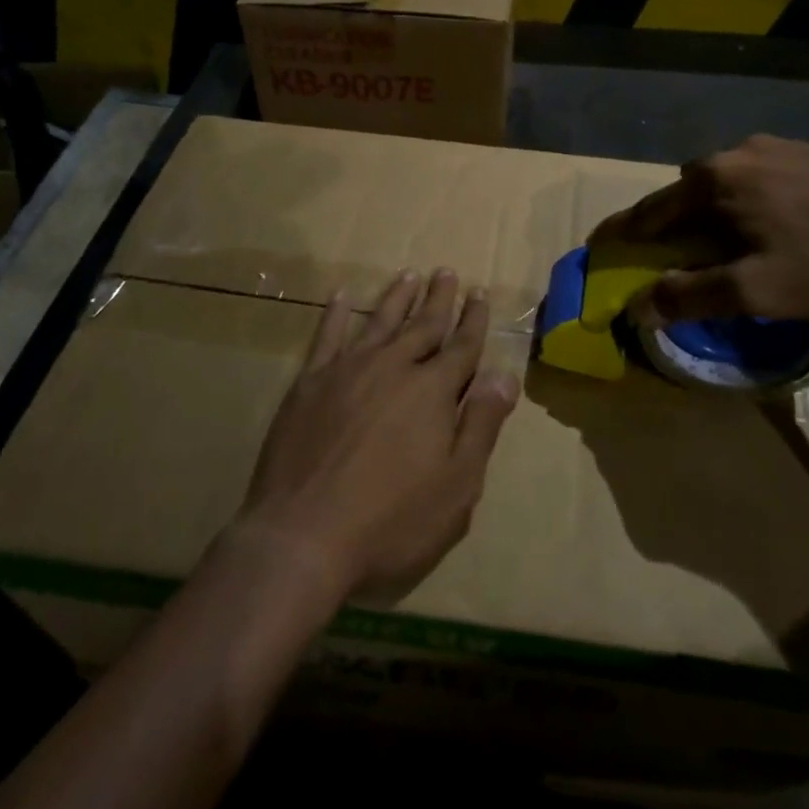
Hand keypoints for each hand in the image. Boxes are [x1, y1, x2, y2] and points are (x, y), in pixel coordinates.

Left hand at [238, 268, 519, 602]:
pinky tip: (343, 295)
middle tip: (447, 272)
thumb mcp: (457, 485)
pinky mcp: (310, 383)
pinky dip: (337, 313)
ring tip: (409, 274)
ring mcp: (348, 370)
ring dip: (398, 297)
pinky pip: (327, 336)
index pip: (462, 346)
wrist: (302, 537)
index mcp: (432, 391)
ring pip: (380, 321)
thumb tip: (505, 375)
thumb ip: (481, 424)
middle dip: (439, 299)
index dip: (474, 320)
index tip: (480, 293)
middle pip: (423, 325)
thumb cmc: (391, 521)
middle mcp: (393, 367)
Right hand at [591, 134, 808, 325]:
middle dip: (671, 223)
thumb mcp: (756, 291)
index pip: (650, 210)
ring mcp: (778, 147)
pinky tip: (774, 225)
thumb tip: (639, 307)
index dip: (621, 232)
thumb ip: (692, 297)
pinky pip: (759, 177)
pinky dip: (747, 202)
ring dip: (712, 212)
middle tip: (670, 255)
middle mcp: (737, 153)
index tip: (597, 244)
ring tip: (725, 244)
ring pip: (725, 183)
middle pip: (686, 192)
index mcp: (714, 181)